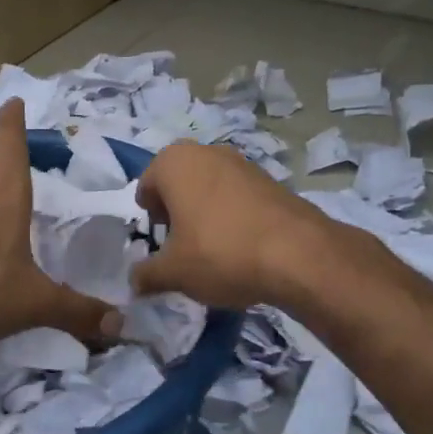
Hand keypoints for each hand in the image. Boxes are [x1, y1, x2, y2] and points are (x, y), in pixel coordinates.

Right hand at [130, 141, 339, 309]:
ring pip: (209, 187)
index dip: (149, 218)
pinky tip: (242, 246)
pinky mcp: (271, 179)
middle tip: (182, 245)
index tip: (159, 243)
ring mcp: (242, 162)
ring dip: (205, 212)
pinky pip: (238, 196)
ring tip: (213, 248)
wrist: (297, 254)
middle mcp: (206, 152)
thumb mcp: (173, 273)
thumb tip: (134, 281)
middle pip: (179, 183)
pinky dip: (233, 215)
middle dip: (176, 211)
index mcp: (173, 162)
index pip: (146, 186)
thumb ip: (146, 275)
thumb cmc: (220, 253)